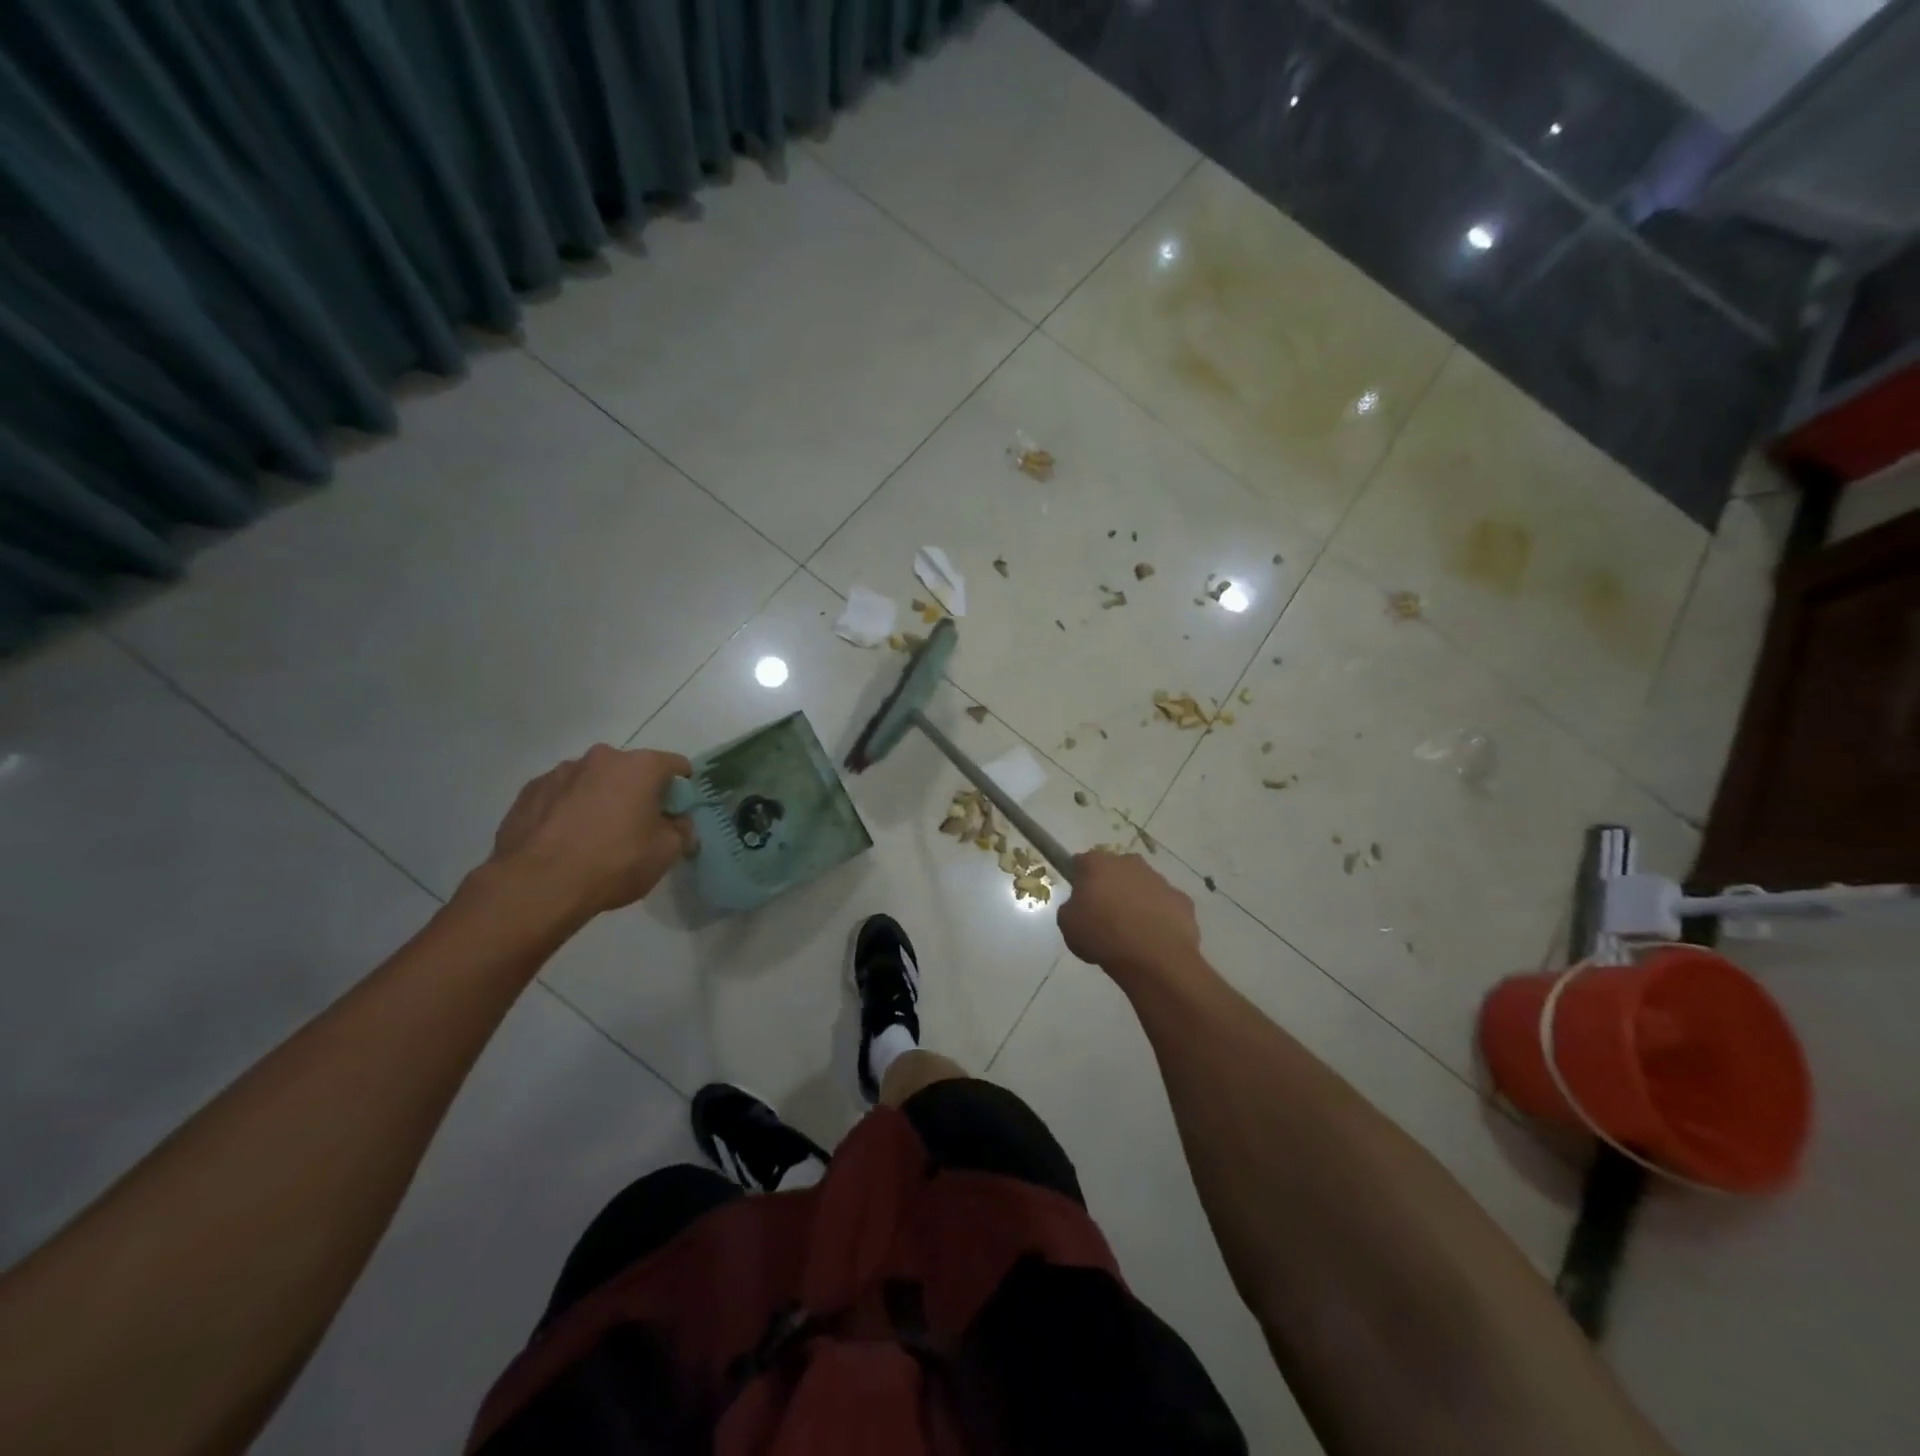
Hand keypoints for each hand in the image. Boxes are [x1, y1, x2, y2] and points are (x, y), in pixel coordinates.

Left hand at [484, 745, 695, 920]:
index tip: (677, 812)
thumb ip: (681, 830)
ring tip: (594, 836)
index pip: (675, 765)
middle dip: (637, 792)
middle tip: (636, 826)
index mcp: (640, 766)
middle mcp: (601, 758)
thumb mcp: (666, 853)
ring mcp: (560, 772)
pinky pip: (561, 795)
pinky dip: (568, 810)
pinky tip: (564, 840)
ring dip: (600, 798)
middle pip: (631, 770)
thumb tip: (678, 824)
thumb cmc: (614, 862)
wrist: (537, 885)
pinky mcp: (529, 791)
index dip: (681, 788)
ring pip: (593, 781)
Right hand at [1057, 850, 1199, 981]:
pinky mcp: (1182, 899)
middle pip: (1115, 870)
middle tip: (1105, 916)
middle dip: (1111, 887)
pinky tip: (1154, 938)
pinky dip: (1159, 917)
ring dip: (1136, 901)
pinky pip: (1165, 905)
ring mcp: (1160, 880)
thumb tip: (1081, 906)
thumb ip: (1071, 907)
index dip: (1079, 880)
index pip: (1081, 863)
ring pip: (1142, 886)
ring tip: (1132, 933)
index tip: (1080, 900)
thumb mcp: (1067, 924)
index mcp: (1097, 863)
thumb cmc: (1102, 936)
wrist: (1154, 958)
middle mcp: (1129, 863)